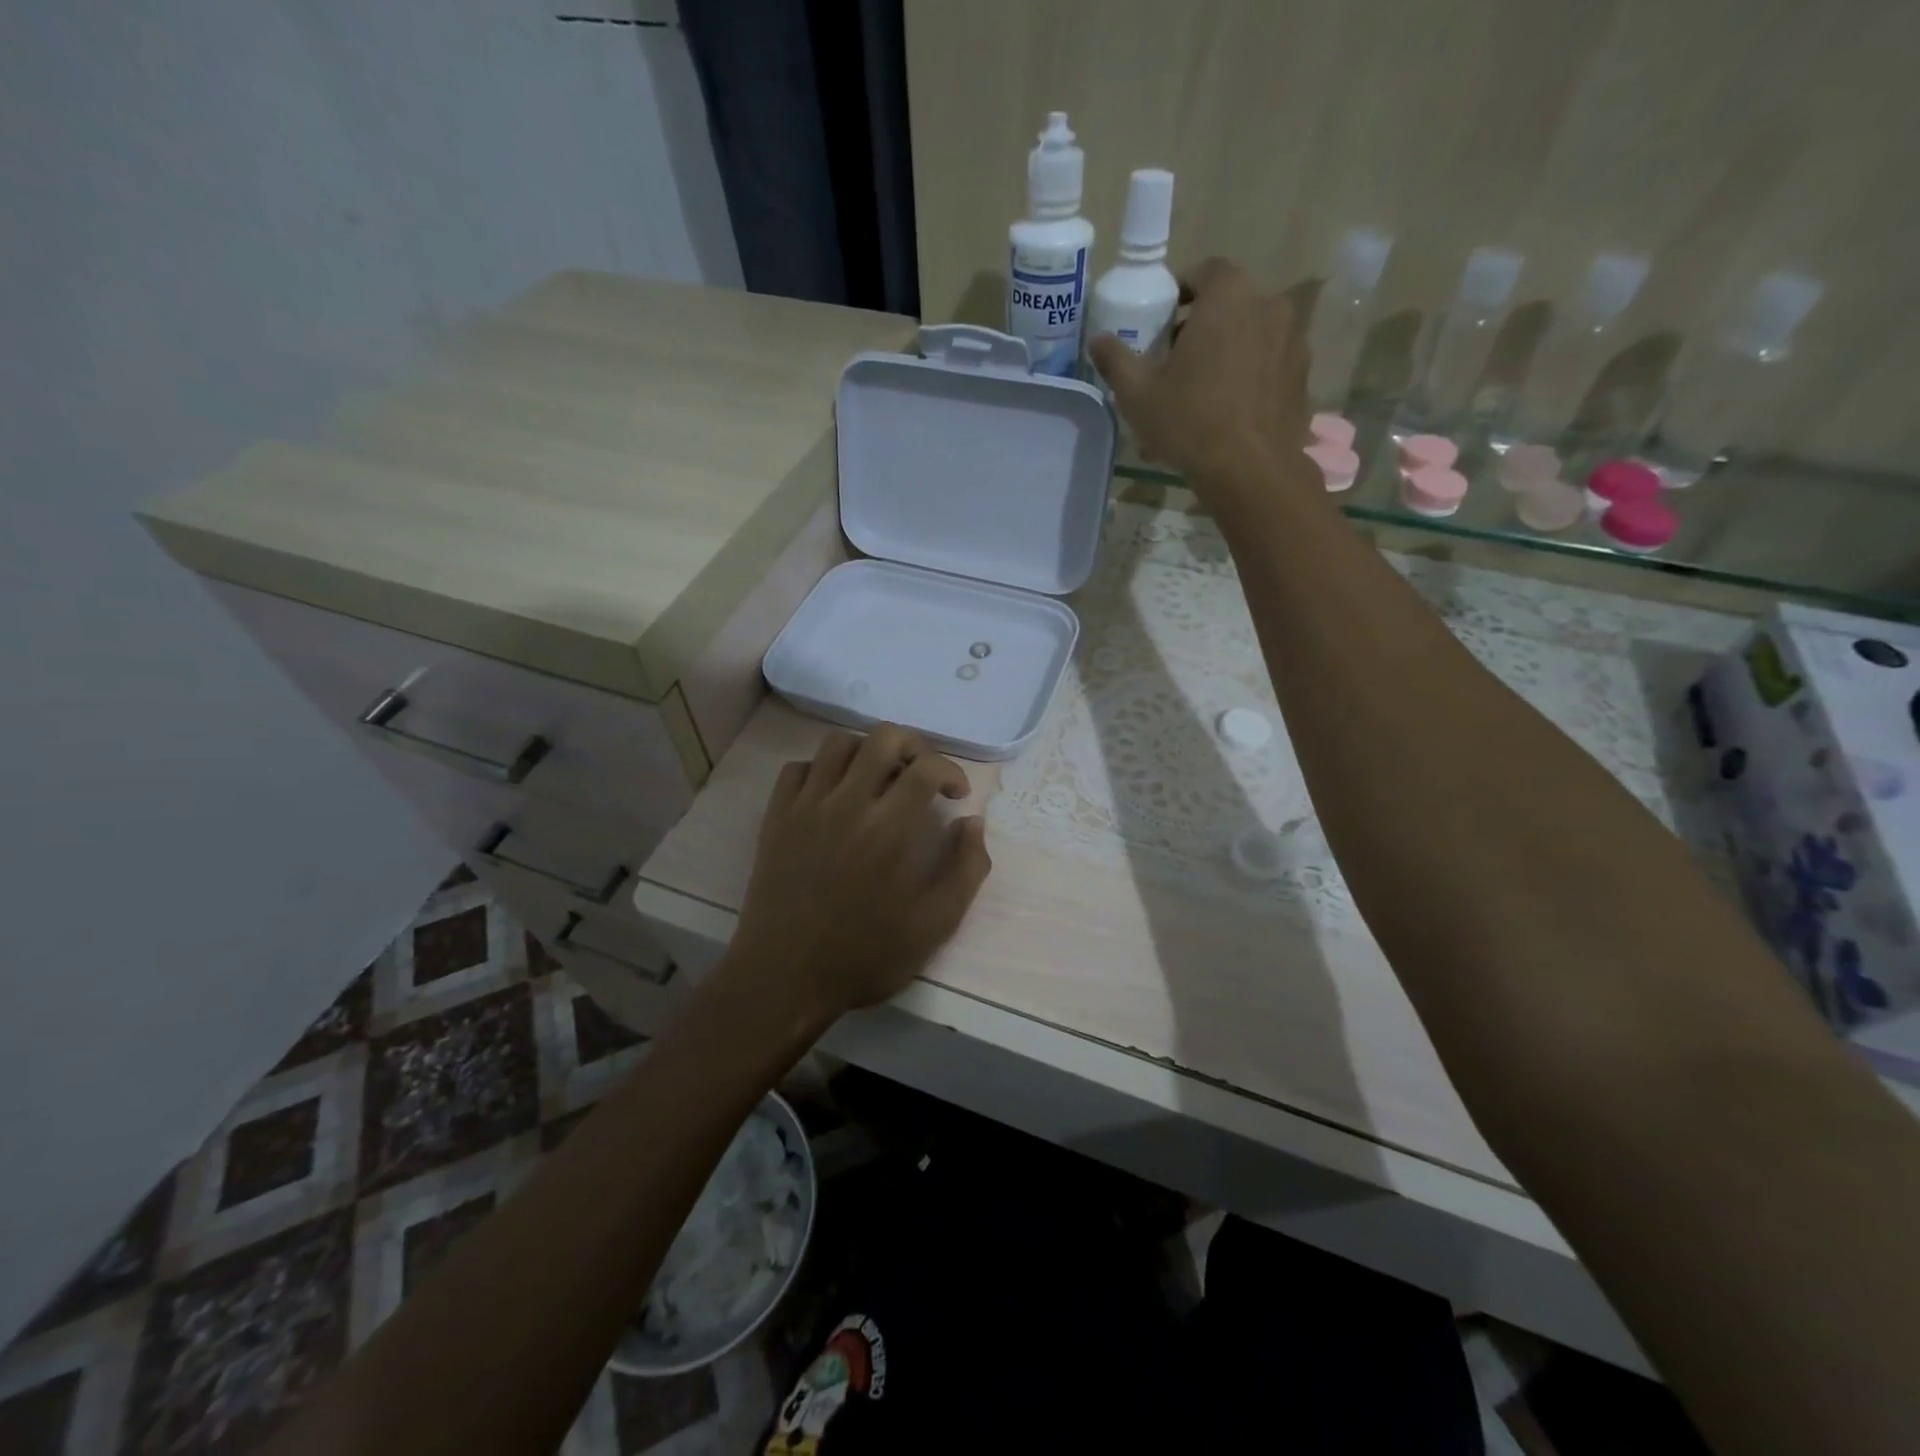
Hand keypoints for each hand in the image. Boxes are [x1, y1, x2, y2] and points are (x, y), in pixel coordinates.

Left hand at [722, 725, 992, 1029]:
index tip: (956, 794)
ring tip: (878, 779)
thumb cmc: (865, 956)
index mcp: (891, 828)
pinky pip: (798, 768)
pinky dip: (821, 770)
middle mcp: (848, 803)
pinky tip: (833, 796)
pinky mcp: (776, 817)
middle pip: (884, 737)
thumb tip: (972, 823)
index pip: (927, 766)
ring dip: (868, 751)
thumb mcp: (935, 925)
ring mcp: (807, 806)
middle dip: (914, 746)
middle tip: (922, 774)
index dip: (951, 770)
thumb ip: (966, 869)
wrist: (785, 978)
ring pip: (838, 743)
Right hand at [1089, 257, 1310, 490]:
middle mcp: (1269, 304)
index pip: (1204, 272)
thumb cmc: (1188, 420)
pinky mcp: (1304, 377)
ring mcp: (1294, 340)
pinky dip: (1252, 378)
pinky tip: (1231, 412)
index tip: (1164, 325)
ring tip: (1205, 392)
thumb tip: (1097, 339)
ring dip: (1230, 352)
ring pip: (1253, 335)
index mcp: (1228, 295)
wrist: (1249, 469)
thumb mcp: (1137, 393)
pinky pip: (1271, 366)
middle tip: (1178, 362)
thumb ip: (1116, 359)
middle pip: (1231, 303)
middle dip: (1204, 325)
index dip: (1181, 293)